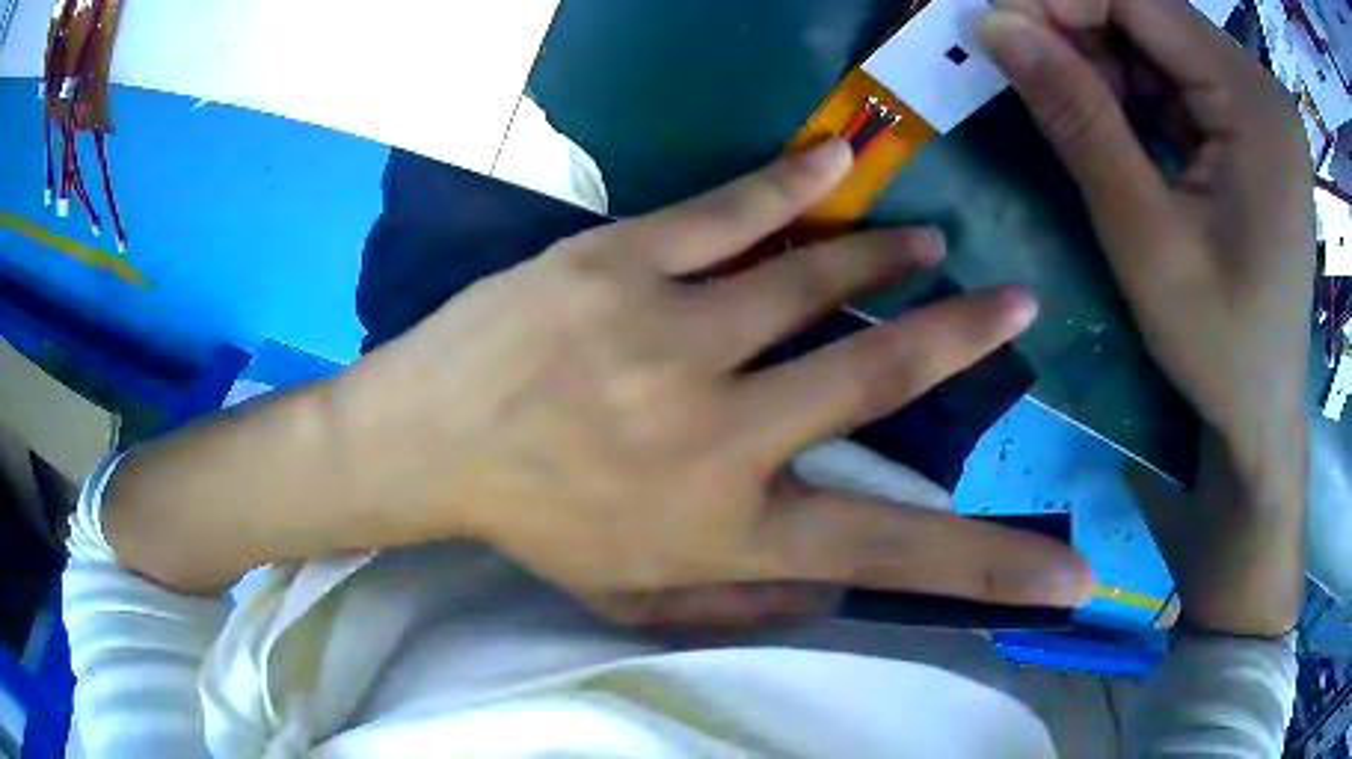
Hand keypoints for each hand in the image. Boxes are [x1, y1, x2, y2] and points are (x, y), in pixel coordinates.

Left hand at [338, 139, 1093, 625]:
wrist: (424, 441)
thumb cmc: (531, 525)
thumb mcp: (634, 601)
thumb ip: (740, 609)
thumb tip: (832, 594)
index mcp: (727, 527)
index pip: (897, 556)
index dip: (996, 568)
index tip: (1069, 574)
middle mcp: (718, 430)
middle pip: (880, 377)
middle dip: (965, 339)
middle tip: (1019, 305)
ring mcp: (668, 333)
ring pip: (815, 279)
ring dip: (889, 257)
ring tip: (934, 245)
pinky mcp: (617, 263)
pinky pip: (731, 212)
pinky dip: (797, 182)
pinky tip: (843, 161)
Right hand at [979, 0, 1312, 634]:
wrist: (1260, 407)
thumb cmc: (1216, 343)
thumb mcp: (1143, 234)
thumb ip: (1076, 116)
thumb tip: (993, 24)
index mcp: (1254, 104)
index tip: (994, 25)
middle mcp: (1261, 87)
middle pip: (1151, 13)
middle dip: (1078, 29)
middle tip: (1019, 64)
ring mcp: (1259, 104)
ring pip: (1159, 40)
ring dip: (1103, 60)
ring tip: (1067, 105)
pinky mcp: (1251, 124)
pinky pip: (1178, 74)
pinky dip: (1134, 87)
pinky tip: (1113, 123)